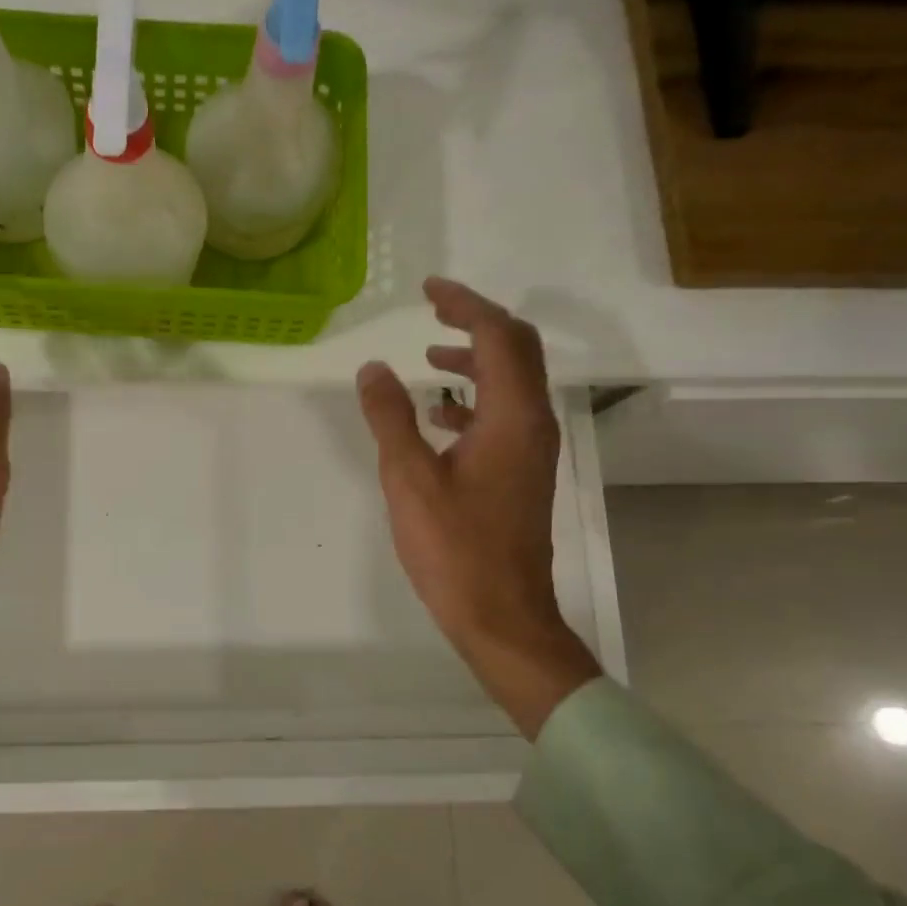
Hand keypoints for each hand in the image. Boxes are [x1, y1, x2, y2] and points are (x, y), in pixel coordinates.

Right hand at [357, 278, 600, 737]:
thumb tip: (373, 369)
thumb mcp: (409, 478)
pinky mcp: (521, 473)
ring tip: (431, 354)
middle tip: (433, 309)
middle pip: (516, 350)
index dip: (465, 305)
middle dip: (476, 322)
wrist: (502, 615)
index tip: (429, 290)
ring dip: (475, 359)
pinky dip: (473, 399)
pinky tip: (439, 414)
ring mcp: (531, 451)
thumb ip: (391, 417)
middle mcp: (532, 424)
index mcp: (512, 417)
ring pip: (511, 383)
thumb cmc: (454, 548)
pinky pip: (502, 415)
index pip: (497, 337)